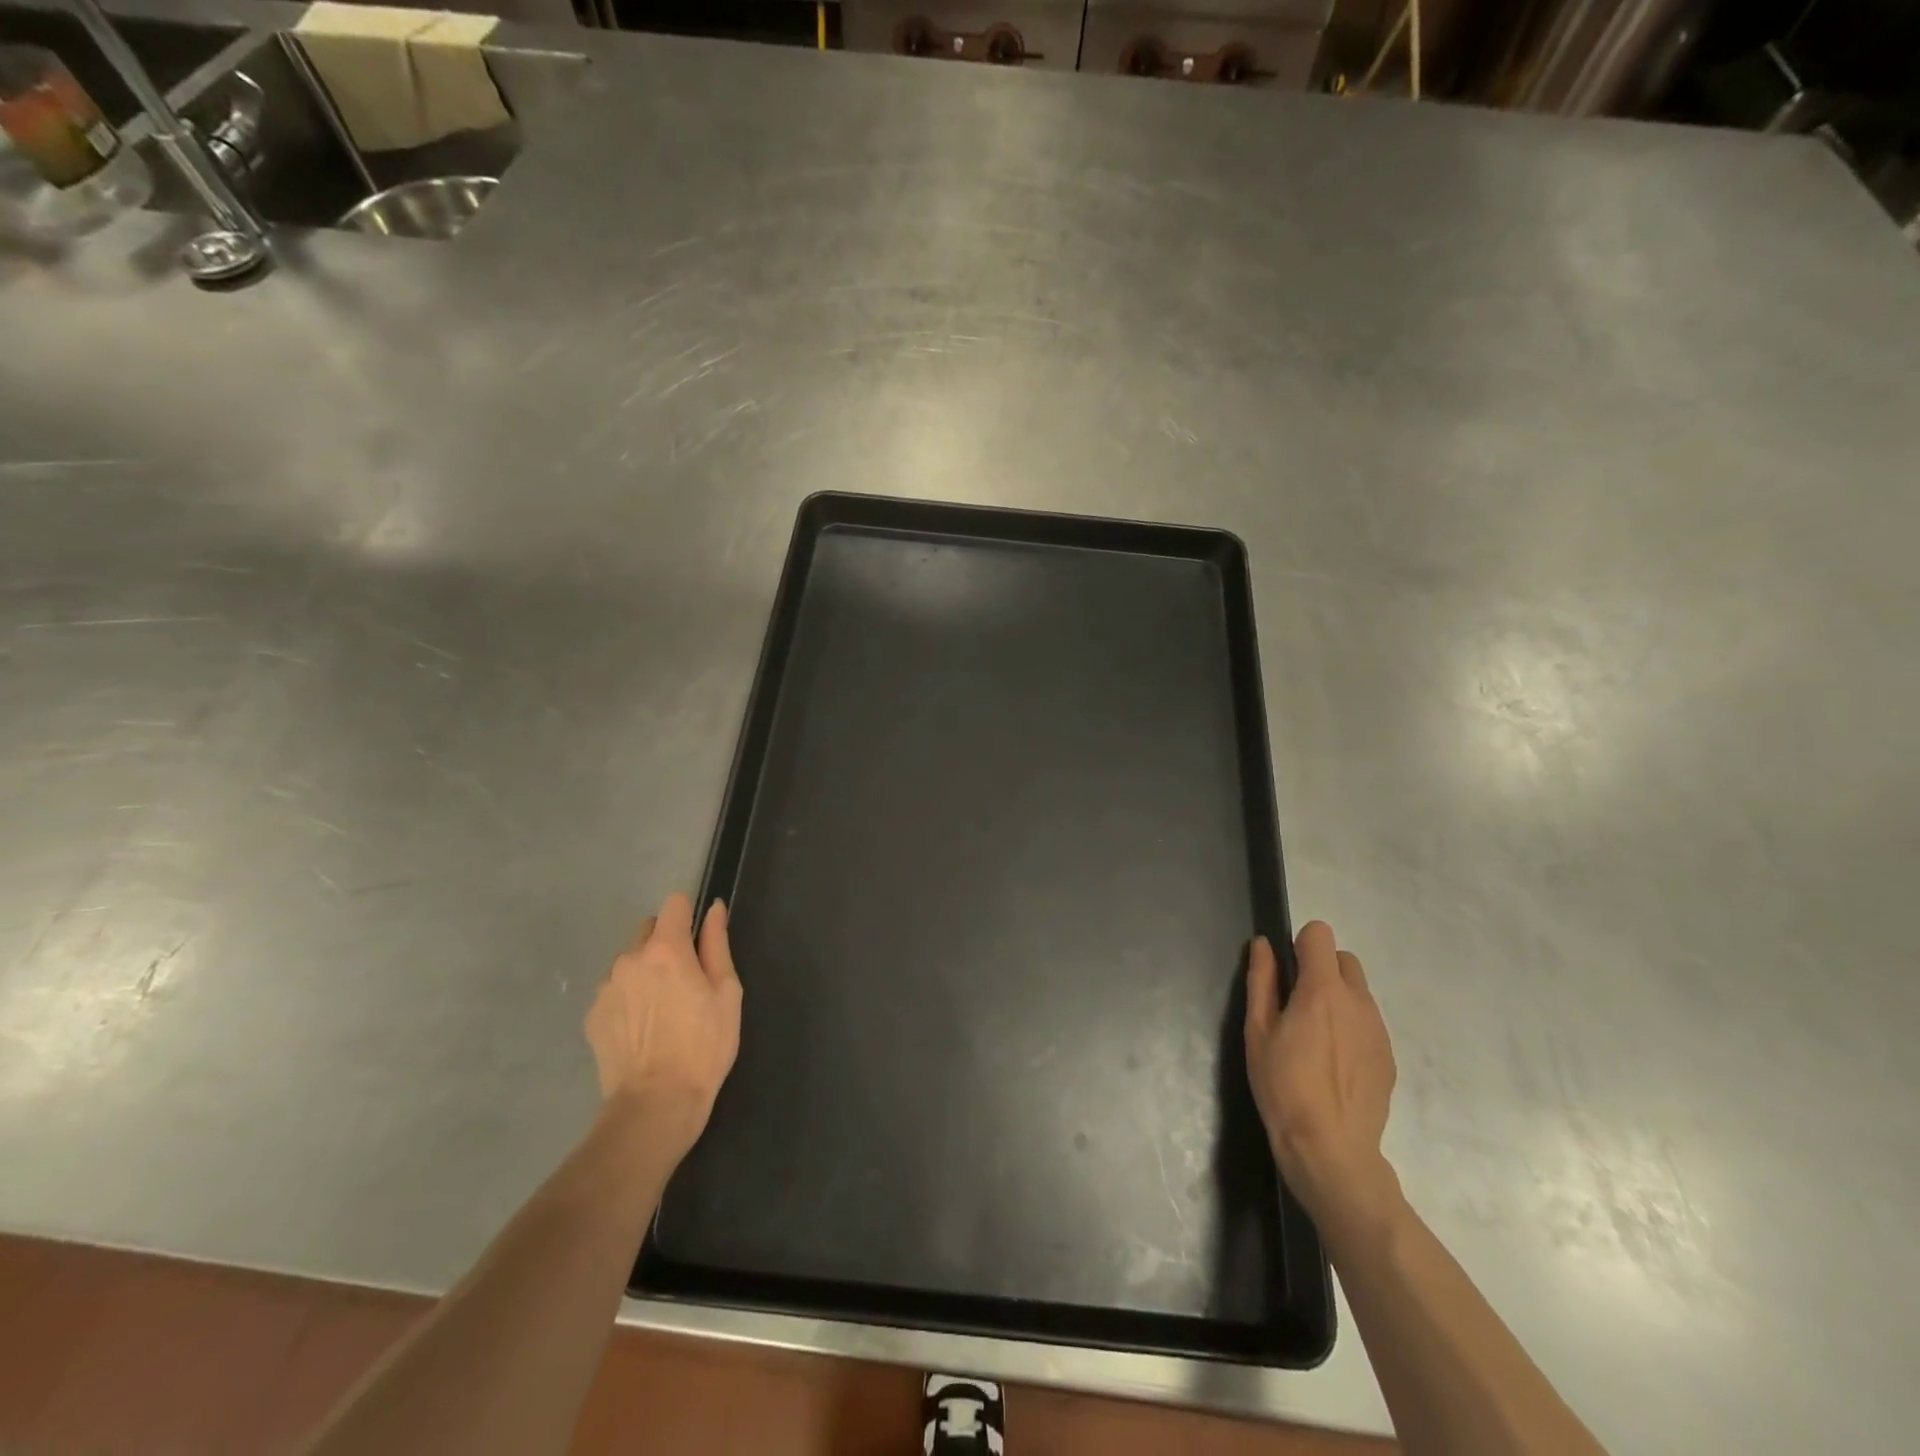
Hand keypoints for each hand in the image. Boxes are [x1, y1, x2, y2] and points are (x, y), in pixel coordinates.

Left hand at [585, 893, 741, 1161]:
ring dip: (644, 971)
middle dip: (665, 943)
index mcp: (666, 949)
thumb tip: (714, 909)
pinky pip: (614, 990)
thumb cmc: (705, 1045)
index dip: (688, 914)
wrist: (656, 1104)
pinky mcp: (592, 1015)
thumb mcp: (727, 992)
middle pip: (648, 929)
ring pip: (628, 961)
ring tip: (661, 1010)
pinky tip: (642, 1029)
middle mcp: (629, 959)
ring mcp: (606, 987)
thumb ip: (717, 944)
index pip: (674, 904)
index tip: (698, 938)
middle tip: (684, 980)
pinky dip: (627, 998)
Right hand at [1245, 921, 1400, 1234]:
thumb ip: (1262, 981)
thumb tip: (1264, 944)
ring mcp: (1378, 1029)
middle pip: (1344, 959)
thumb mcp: (1258, 1031)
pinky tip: (1333, 1061)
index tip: (1286, 973)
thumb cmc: (1283, 1085)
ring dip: (1337, 997)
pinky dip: (1351, 1025)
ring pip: (1358, 991)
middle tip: (1297, 1004)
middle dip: (1321, 968)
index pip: (1320, 935)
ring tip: (1315, 1037)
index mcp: (1322, 989)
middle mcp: (1358, 1001)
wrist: (1331, 1148)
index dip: (1300, 945)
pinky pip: (1368, 1022)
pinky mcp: (1388, 1055)